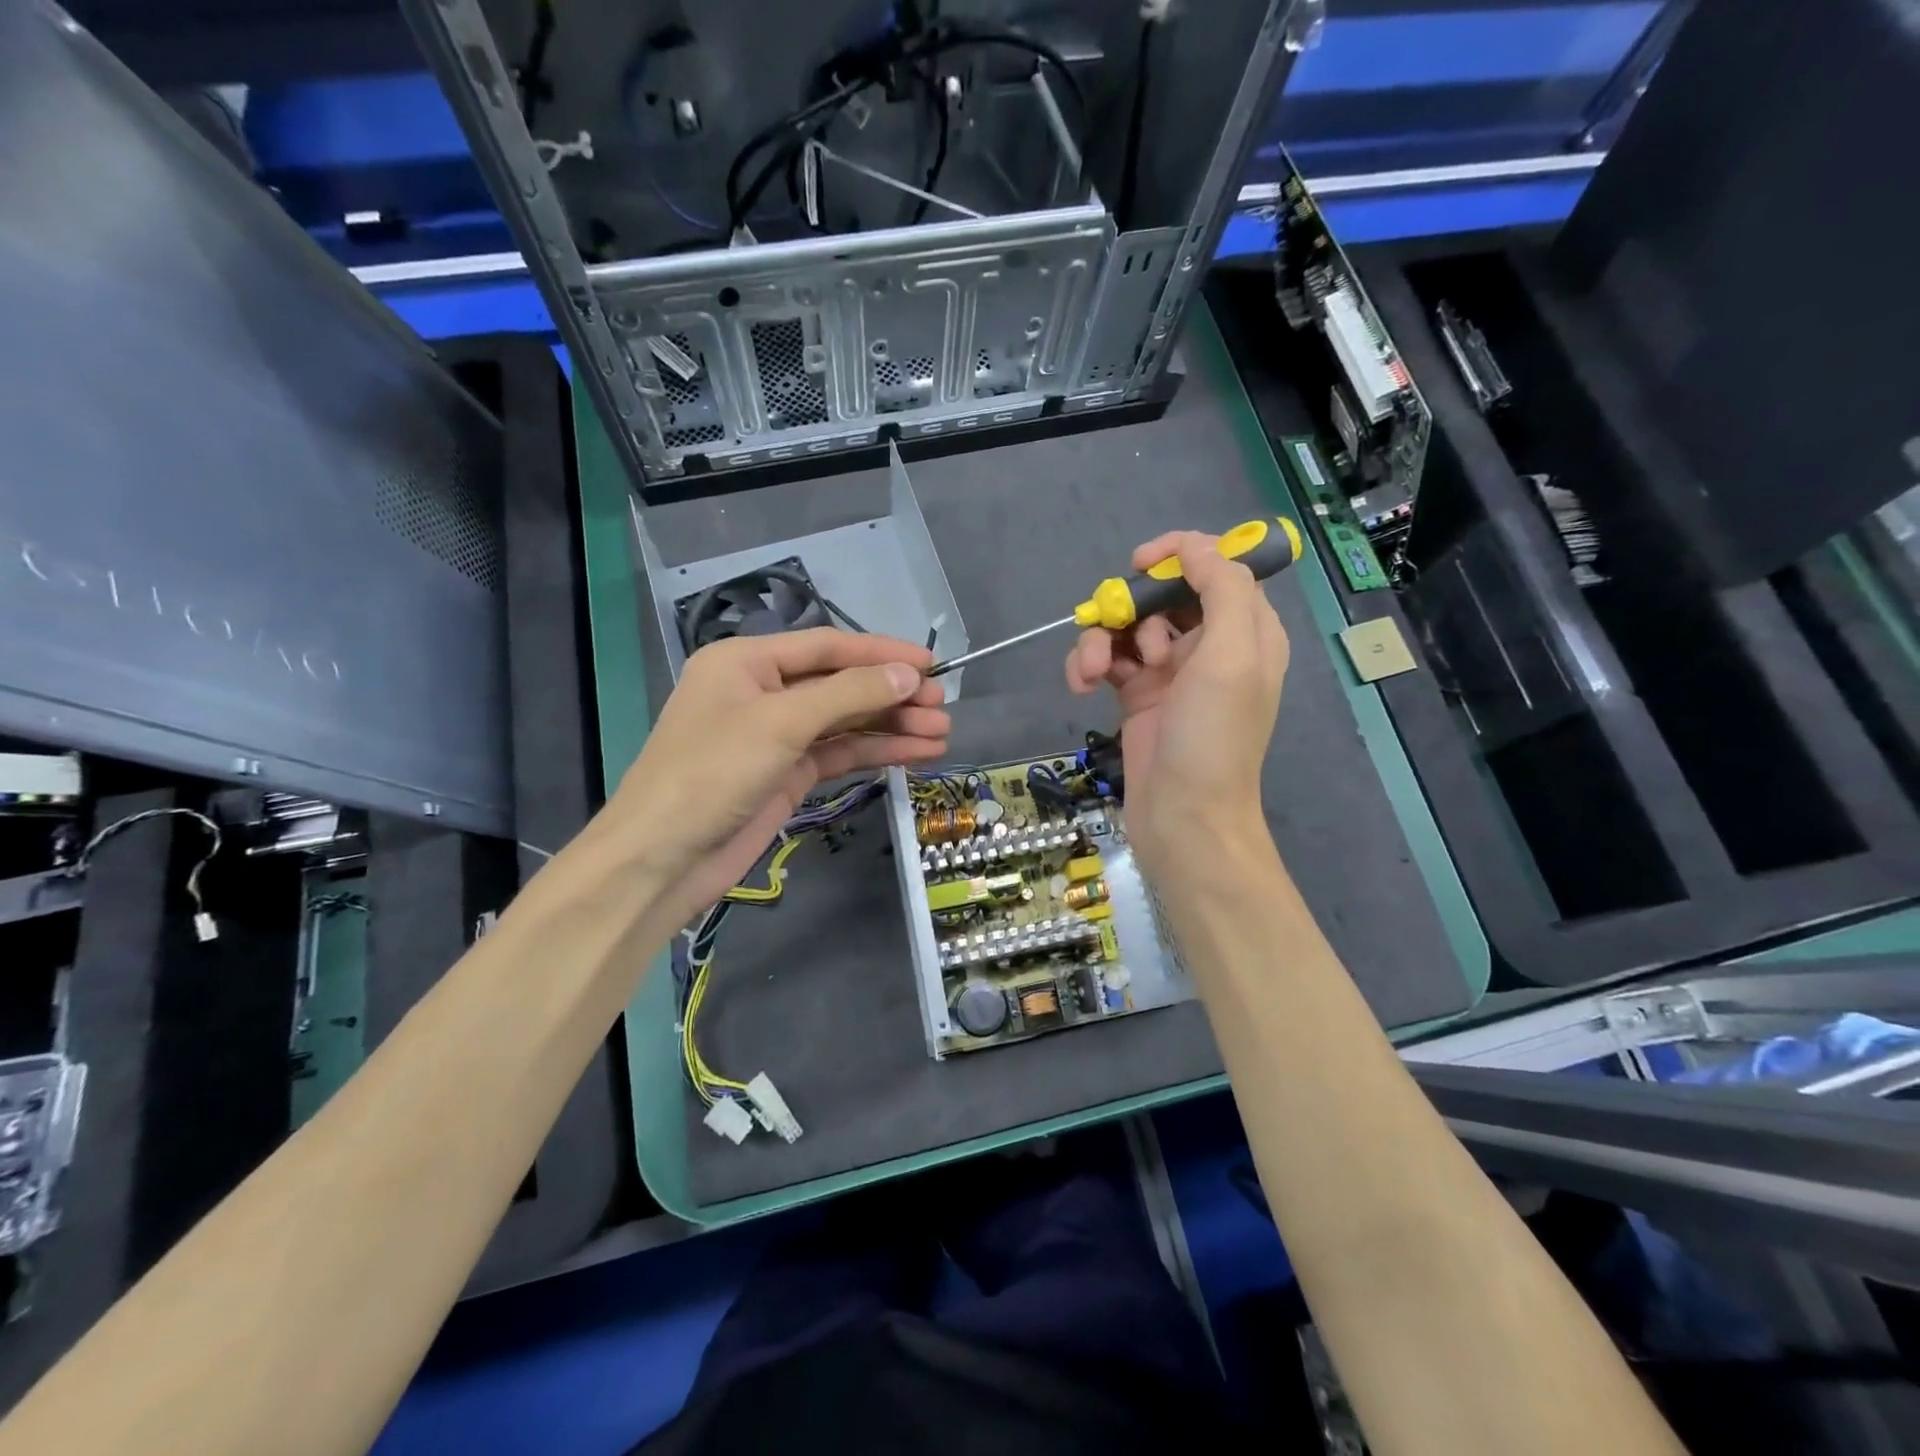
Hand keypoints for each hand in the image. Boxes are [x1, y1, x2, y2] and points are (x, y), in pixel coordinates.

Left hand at [607, 629, 949, 927]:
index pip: (827, 647)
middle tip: (943, 705)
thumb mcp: (781, 723)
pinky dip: (875, 752)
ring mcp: (776, 736)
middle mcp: (763, 692)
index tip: (931, 664)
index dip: (881, 653)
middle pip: (840, 684)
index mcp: (747, 662)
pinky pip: (839, 754)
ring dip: (891, 726)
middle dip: (892, 694)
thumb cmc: (712, 773)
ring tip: (941, 733)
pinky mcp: (787, 774)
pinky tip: (916, 753)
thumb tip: (908, 675)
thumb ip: (848, 694)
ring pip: (845, 722)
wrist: (662, 858)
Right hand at [1065, 530, 1287, 877]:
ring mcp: (1171, 672)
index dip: (1180, 554)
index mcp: (1247, 631)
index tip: (1140, 562)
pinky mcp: (1137, 696)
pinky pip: (1108, 660)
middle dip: (1132, 605)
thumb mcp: (1232, 657)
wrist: (1184, 820)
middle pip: (1164, 594)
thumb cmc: (1213, 738)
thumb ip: (1222, 590)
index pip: (1216, 568)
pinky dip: (1089, 665)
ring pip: (1128, 626)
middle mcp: (1211, 646)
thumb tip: (1196, 547)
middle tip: (1115, 623)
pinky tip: (1080, 685)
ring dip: (1101, 639)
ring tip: (1090, 671)